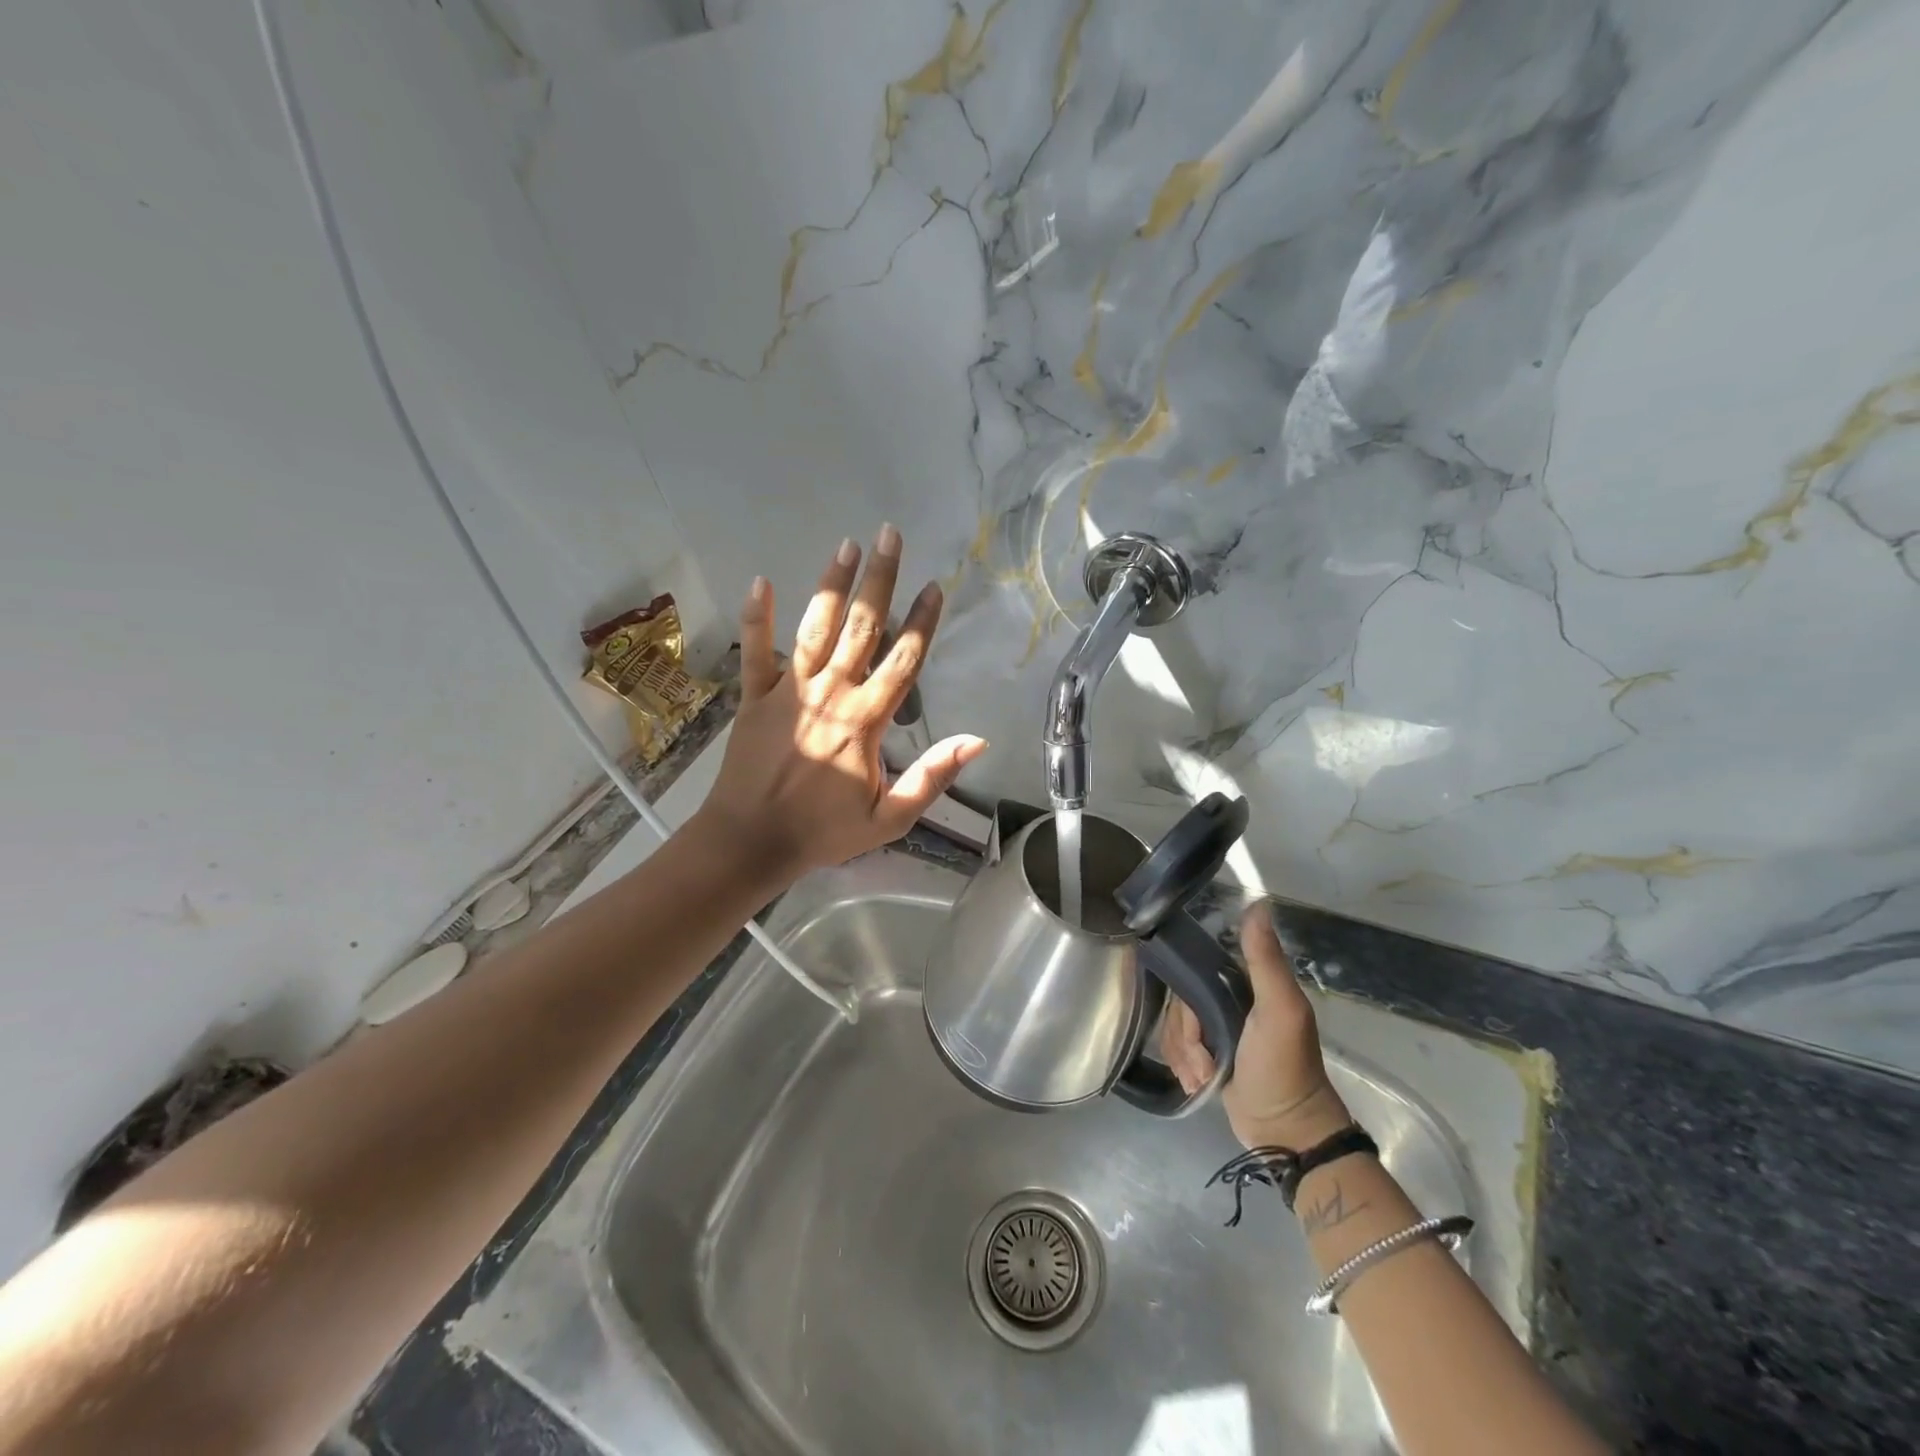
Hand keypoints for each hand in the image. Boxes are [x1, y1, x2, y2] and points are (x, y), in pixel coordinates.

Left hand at [692, 525, 987, 885]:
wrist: (750, 842)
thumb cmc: (823, 832)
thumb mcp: (890, 819)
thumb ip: (932, 777)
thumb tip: (976, 740)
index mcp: (865, 721)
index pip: (902, 661)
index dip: (921, 622)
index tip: (934, 586)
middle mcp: (831, 694)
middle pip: (862, 628)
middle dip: (879, 579)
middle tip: (889, 535)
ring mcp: (789, 691)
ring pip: (815, 629)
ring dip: (832, 586)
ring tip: (846, 546)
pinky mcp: (754, 698)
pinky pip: (755, 651)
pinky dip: (757, 617)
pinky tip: (761, 581)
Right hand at [1162, 903, 1351, 1149]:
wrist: (1284, 1133)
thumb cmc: (1283, 1067)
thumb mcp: (1280, 1009)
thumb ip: (1265, 959)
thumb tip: (1257, 901)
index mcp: (1246, 983)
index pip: (1195, 969)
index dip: (1186, 994)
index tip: (1194, 1023)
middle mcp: (1229, 1000)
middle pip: (1180, 1001)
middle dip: (1186, 1035)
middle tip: (1205, 1059)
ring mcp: (1217, 1030)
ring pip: (1175, 1027)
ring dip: (1184, 1055)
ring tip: (1204, 1077)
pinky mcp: (1209, 1056)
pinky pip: (1177, 1048)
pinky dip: (1183, 1067)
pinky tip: (1198, 1083)